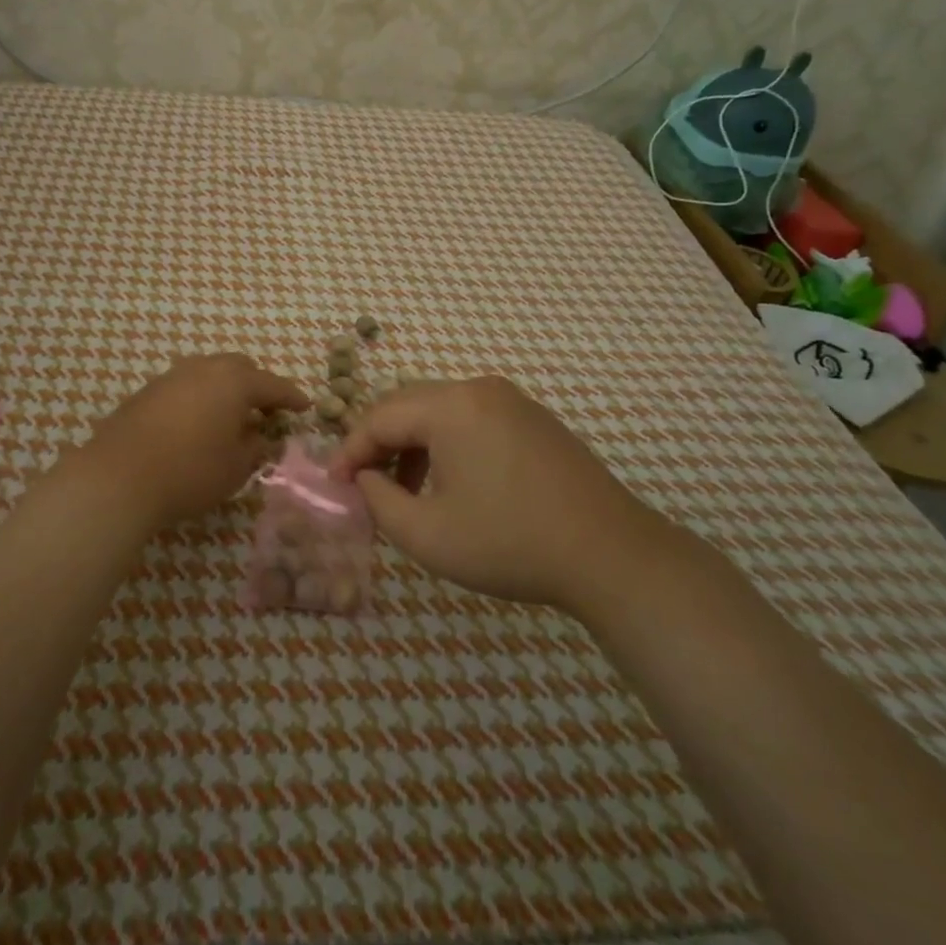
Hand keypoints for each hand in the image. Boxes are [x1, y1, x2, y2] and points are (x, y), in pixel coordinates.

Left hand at [75, 354, 307, 530]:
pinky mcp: (146, 392)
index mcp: (234, 382)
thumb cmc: (190, 471)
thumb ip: (255, 448)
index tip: (305, 406)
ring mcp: (171, 377)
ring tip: (230, 417)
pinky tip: (196, 423)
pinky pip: (184, 386)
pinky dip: (199, 398)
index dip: (292, 397)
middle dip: (257, 386)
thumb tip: (261, 437)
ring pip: (208, 372)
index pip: (273, 385)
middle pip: (239, 368)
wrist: (118, 477)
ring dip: (225, 389)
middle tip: (265, 411)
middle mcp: (204, 369)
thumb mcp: (236, 468)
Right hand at [332, 376, 654, 608]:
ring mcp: (513, 401)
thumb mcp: (427, 533)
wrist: (610, 554)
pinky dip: (447, 446)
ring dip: (413, 447)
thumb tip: (366, 478)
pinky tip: (451, 485)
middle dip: (380, 445)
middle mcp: (480, 390)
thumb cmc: (510, 543)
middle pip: (409, 406)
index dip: (350, 451)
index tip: (335, 486)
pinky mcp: (535, 420)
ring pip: (441, 413)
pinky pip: (473, 421)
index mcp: (451, 406)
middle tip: (365, 486)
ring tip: (407, 493)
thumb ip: (379, 500)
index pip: (380, 417)